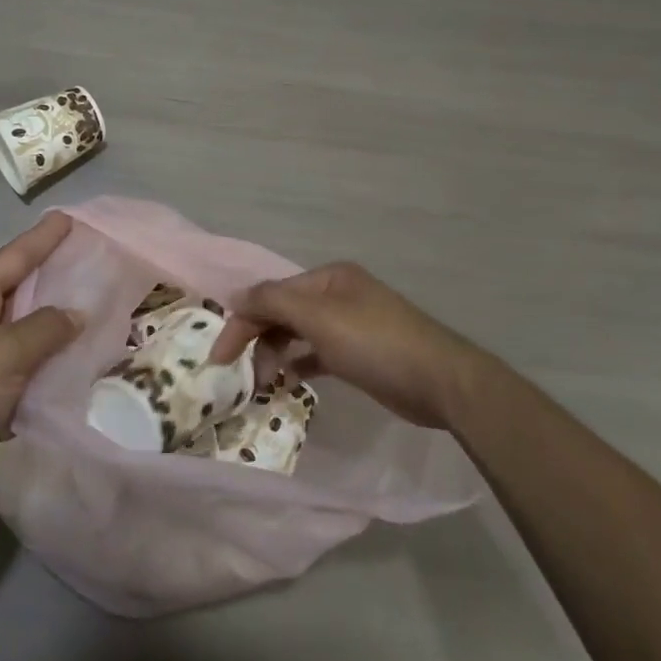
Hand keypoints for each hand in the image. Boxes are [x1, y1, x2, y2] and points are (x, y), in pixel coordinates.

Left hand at [0, 212, 80, 535]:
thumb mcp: (0, 355)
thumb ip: (44, 328)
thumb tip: (76, 313)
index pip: (9, 261)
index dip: (40, 239)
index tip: (68, 218)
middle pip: (19, 296)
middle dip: (54, 281)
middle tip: (95, 263)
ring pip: (25, 338)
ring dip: (57, 330)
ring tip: (100, 312)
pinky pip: (25, 374)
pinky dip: (49, 369)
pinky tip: (80, 366)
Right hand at [215, 262, 494, 429]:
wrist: (440, 382)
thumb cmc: (376, 343)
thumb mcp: (320, 317)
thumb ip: (273, 302)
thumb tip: (235, 296)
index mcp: (328, 277)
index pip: (272, 294)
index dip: (243, 321)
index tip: (219, 357)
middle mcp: (337, 295)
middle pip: (283, 312)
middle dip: (259, 339)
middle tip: (243, 375)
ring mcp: (350, 324)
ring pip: (298, 334)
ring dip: (276, 354)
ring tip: (265, 383)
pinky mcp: (359, 354)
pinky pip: (316, 354)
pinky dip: (299, 364)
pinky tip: (289, 381)